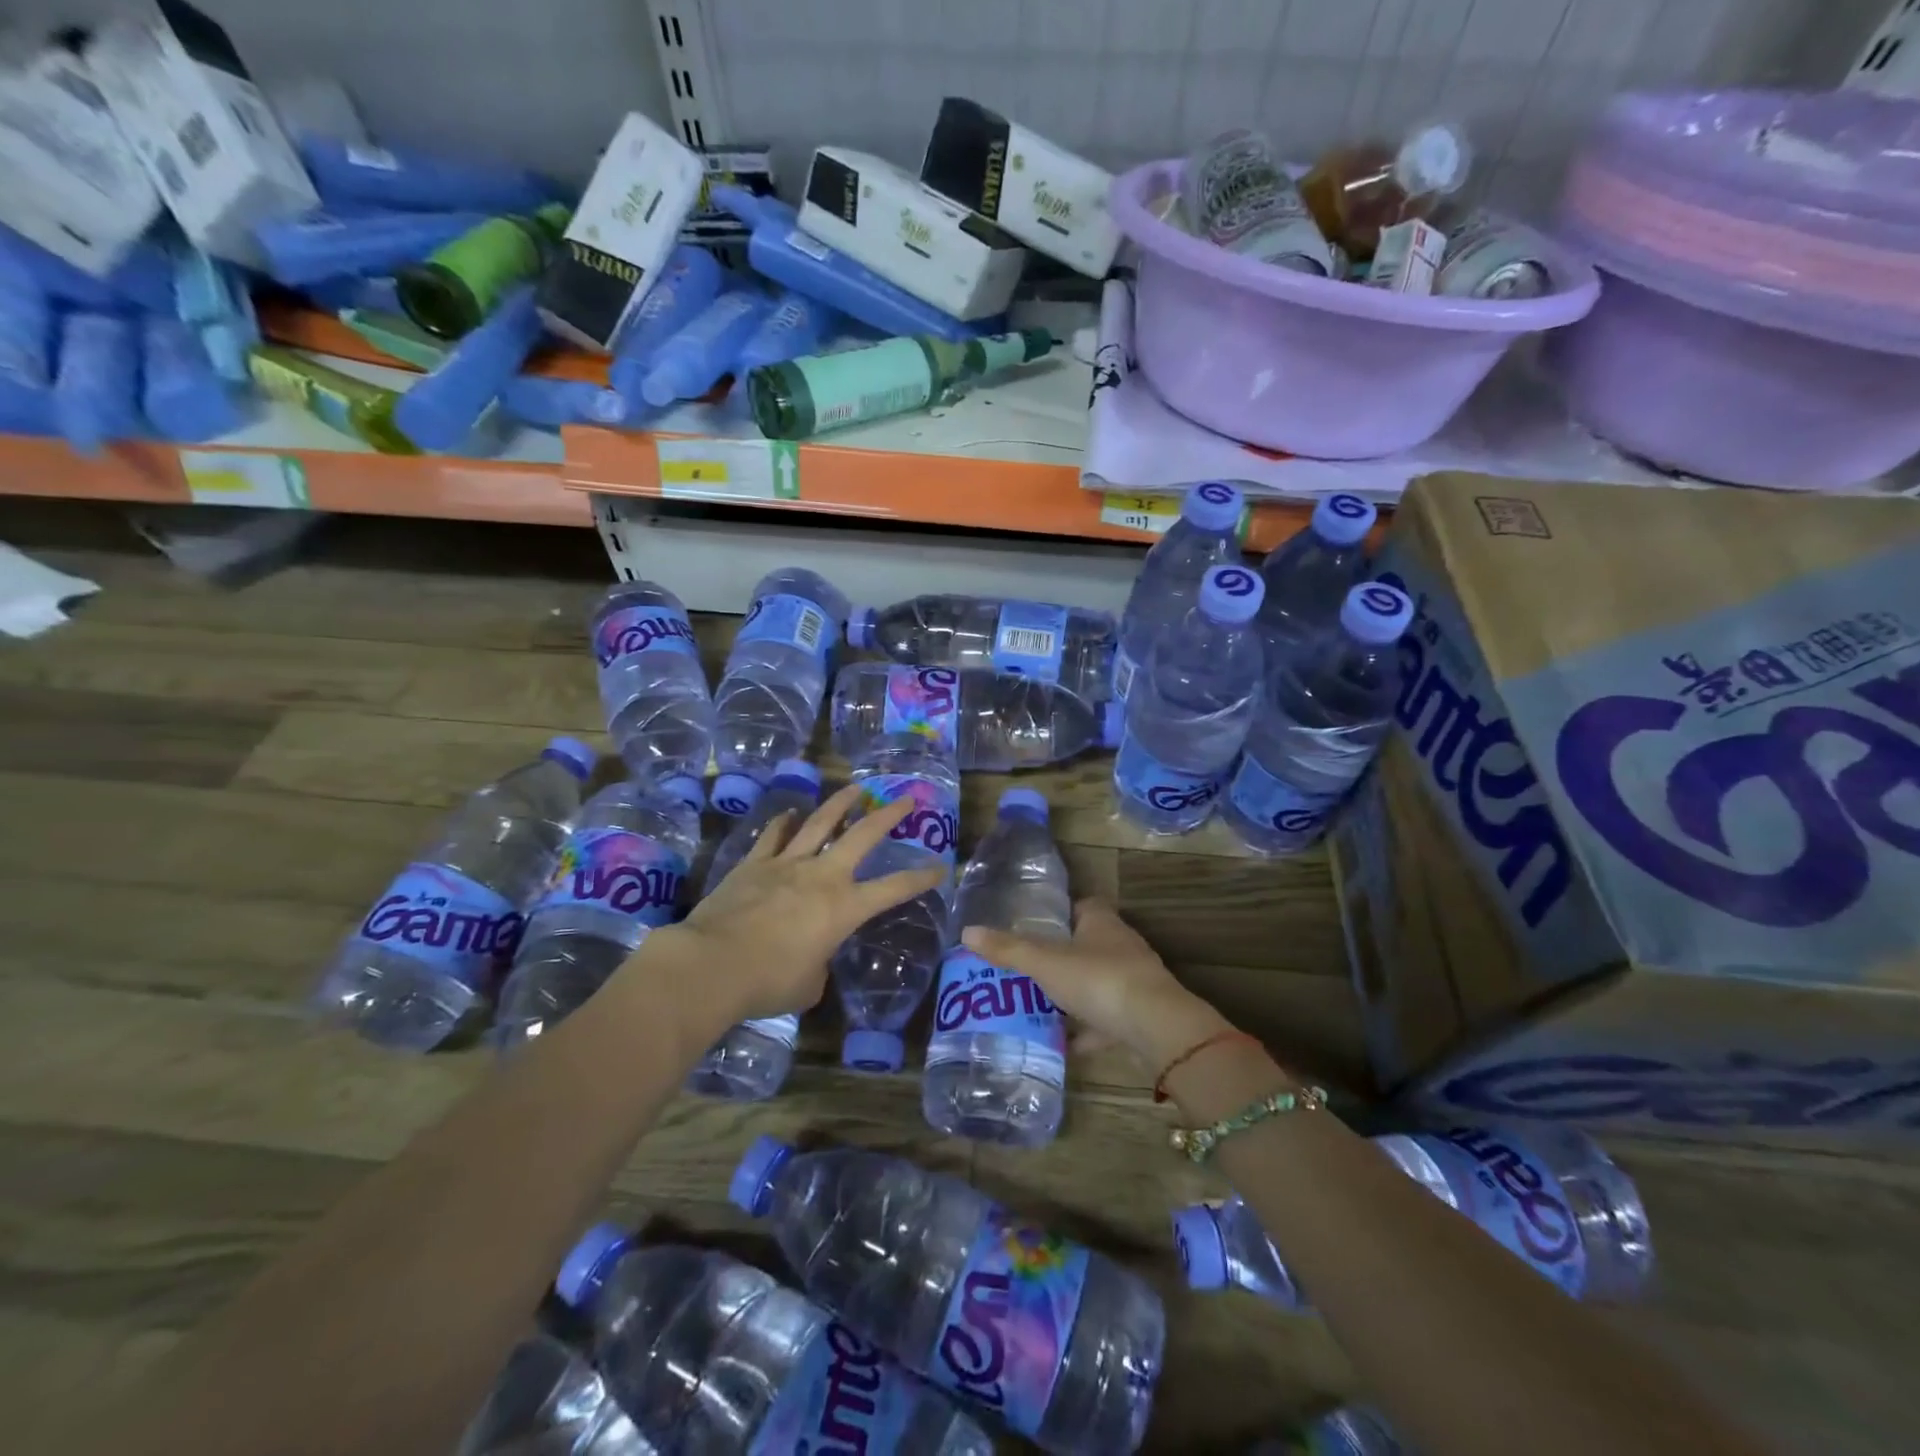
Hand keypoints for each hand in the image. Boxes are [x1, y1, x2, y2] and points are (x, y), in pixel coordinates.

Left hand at [642, 784, 945, 1029]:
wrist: (712, 965)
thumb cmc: (768, 982)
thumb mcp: (808, 984)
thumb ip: (819, 965)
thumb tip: (812, 958)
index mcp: (844, 908)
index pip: (894, 888)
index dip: (921, 878)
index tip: (940, 867)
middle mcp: (822, 876)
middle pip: (862, 835)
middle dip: (888, 815)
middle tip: (906, 799)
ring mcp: (786, 864)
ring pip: (820, 823)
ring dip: (840, 803)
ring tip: (855, 788)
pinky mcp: (754, 864)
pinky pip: (773, 836)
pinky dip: (784, 823)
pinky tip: (790, 813)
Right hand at [962, 899, 1232, 1073]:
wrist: (1156, 1027)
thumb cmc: (1099, 979)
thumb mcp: (1045, 962)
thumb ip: (1008, 949)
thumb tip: (967, 932)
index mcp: (1101, 922)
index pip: (1082, 906)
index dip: (1060, 913)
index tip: (1034, 926)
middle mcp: (1121, 945)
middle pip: (1088, 945)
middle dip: (1062, 956)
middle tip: (1027, 969)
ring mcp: (1133, 981)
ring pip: (1098, 982)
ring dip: (1074, 994)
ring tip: (1038, 1005)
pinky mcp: (1140, 1015)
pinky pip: (1107, 1019)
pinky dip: (1088, 1030)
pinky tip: (1064, 1044)